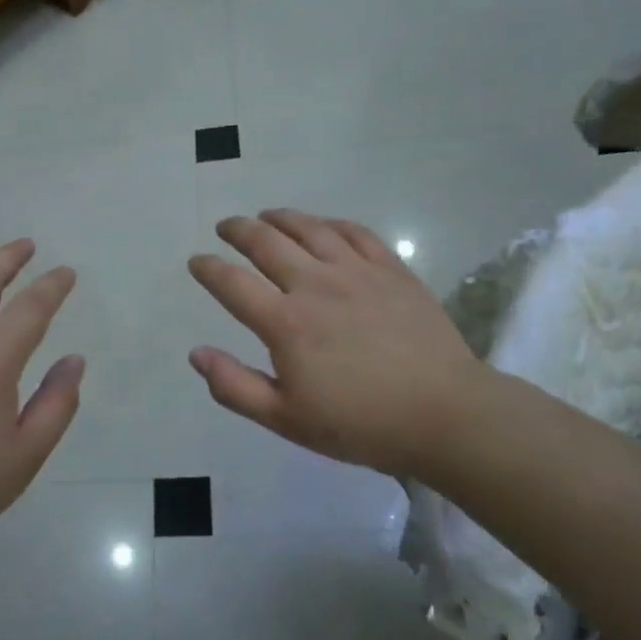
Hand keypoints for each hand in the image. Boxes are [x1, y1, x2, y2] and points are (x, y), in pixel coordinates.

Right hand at [188, 209, 488, 477]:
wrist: (444, 414)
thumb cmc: (360, 424)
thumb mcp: (286, 419)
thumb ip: (235, 386)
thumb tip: (196, 354)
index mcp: (286, 322)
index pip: (232, 283)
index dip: (208, 269)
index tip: (196, 261)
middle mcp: (316, 285)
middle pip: (266, 242)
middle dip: (238, 230)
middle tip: (225, 227)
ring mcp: (357, 272)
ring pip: (310, 229)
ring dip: (281, 218)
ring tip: (266, 215)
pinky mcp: (392, 270)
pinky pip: (356, 233)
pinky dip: (331, 223)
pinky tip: (323, 225)